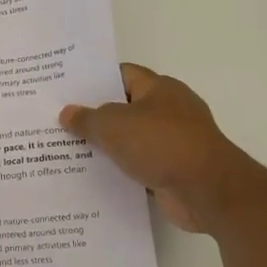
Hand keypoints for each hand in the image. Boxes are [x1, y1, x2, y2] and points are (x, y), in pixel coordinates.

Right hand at [60, 63, 247, 232]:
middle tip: (59, 119)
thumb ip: (87, 118)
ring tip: (67, 149)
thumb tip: (67, 113)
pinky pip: (139, 165)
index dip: (94, 79)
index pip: (122, 75)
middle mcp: (169, 111)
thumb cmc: (160, 144)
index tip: (66, 88)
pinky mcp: (173, 170)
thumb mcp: (113, 125)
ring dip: (106, 146)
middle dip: (95, 115)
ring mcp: (173, 142)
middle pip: (124, 108)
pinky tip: (92, 175)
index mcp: (159, 88)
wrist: (207, 191)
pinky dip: (120, 170)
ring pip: (130, 139)